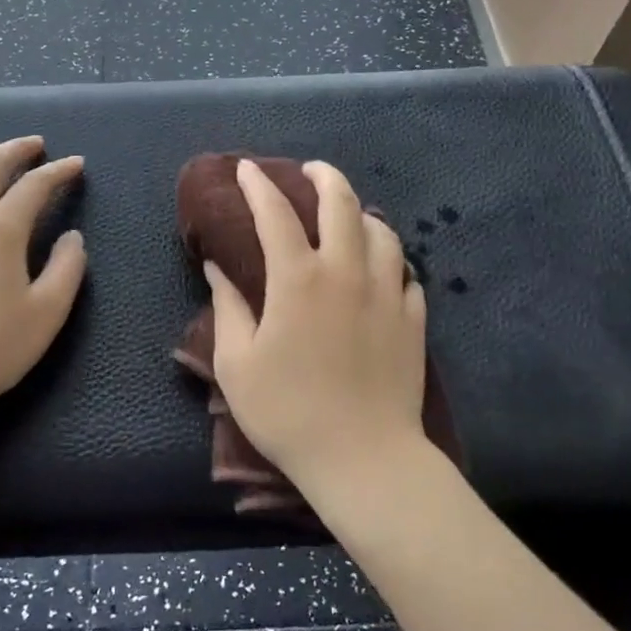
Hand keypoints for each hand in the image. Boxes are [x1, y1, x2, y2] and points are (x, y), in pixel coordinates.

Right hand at [205, 160, 426, 492]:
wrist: (364, 460)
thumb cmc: (288, 412)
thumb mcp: (237, 364)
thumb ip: (227, 307)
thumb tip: (217, 267)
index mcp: (298, 279)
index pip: (275, 213)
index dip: (258, 185)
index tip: (247, 170)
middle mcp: (347, 272)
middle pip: (341, 203)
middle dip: (323, 176)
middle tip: (310, 172)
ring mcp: (387, 293)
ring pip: (382, 231)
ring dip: (361, 214)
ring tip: (348, 218)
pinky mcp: (413, 318)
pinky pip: (406, 272)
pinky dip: (390, 259)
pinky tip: (381, 269)